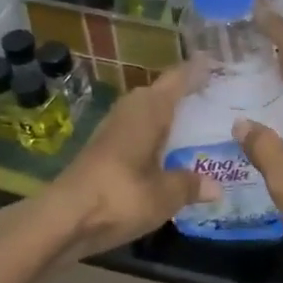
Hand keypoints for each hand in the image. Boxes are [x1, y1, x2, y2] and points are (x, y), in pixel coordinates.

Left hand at [18, 65, 216, 260]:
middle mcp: (131, 109)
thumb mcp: (165, 195)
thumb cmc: (120, 196)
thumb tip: (217, 187)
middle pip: (164, 93)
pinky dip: (158, 136)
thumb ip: (191, 185)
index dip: (199, 70)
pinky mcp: (103, 149)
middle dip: (189, 95)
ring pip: (150, 113)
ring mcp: (114, 128)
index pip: (179, 78)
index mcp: (150, 109)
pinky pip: (140, 131)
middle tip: (220, 99)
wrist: (62, 220)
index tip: (219, 63)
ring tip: (201, 124)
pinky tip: (171, 151)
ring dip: (172, 116)